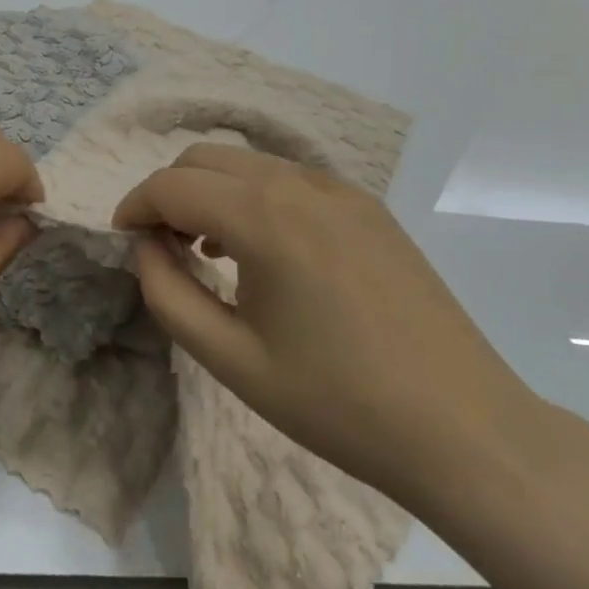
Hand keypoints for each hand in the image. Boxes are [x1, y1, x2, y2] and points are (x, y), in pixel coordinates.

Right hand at [114, 144, 542, 504]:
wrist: (465, 430)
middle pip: (206, 158)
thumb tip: (144, 248)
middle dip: (170, 192)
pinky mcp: (367, 206)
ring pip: (248, 163)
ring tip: (209, 252)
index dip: (135, 206)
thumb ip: (169, 295)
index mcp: (264, 218)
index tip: (122, 239)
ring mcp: (340, 189)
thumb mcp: (233, 361)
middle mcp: (299, 184)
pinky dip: (255, 196)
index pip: (173, 185)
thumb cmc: (339, 403)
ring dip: (212, 191)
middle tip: (162, 247)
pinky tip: (265, 252)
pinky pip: (289, 179)